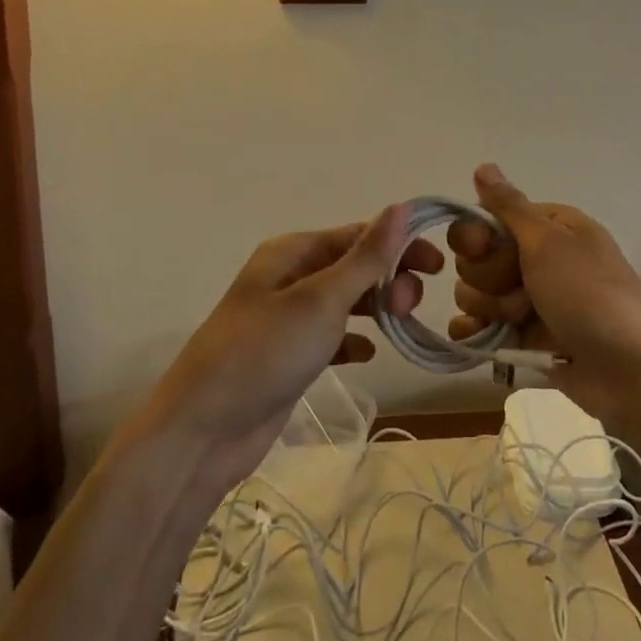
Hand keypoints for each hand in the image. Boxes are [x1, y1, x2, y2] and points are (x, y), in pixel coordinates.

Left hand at [141, 205, 439, 494]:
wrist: (202, 433)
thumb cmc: (264, 352)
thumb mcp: (321, 299)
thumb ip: (366, 256)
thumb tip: (403, 207)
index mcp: (293, 252)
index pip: (358, 235)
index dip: (400, 245)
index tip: (439, 266)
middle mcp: (290, 277)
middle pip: (353, 266)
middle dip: (388, 279)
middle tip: (409, 307)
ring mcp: (287, 319)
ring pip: (345, 301)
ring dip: (376, 307)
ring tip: (401, 326)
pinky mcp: (288, 357)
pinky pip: (331, 337)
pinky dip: (353, 341)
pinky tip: (368, 355)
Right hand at [447, 165, 640, 424]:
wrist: (635, 373)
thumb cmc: (590, 294)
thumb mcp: (549, 242)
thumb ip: (509, 207)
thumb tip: (483, 165)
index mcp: (548, 226)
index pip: (488, 219)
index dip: (478, 237)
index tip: (486, 249)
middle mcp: (538, 258)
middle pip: (478, 258)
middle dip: (489, 278)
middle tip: (522, 293)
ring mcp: (532, 300)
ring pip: (477, 293)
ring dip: (491, 308)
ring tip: (522, 322)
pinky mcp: (527, 339)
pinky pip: (483, 328)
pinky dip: (474, 333)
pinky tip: (473, 339)